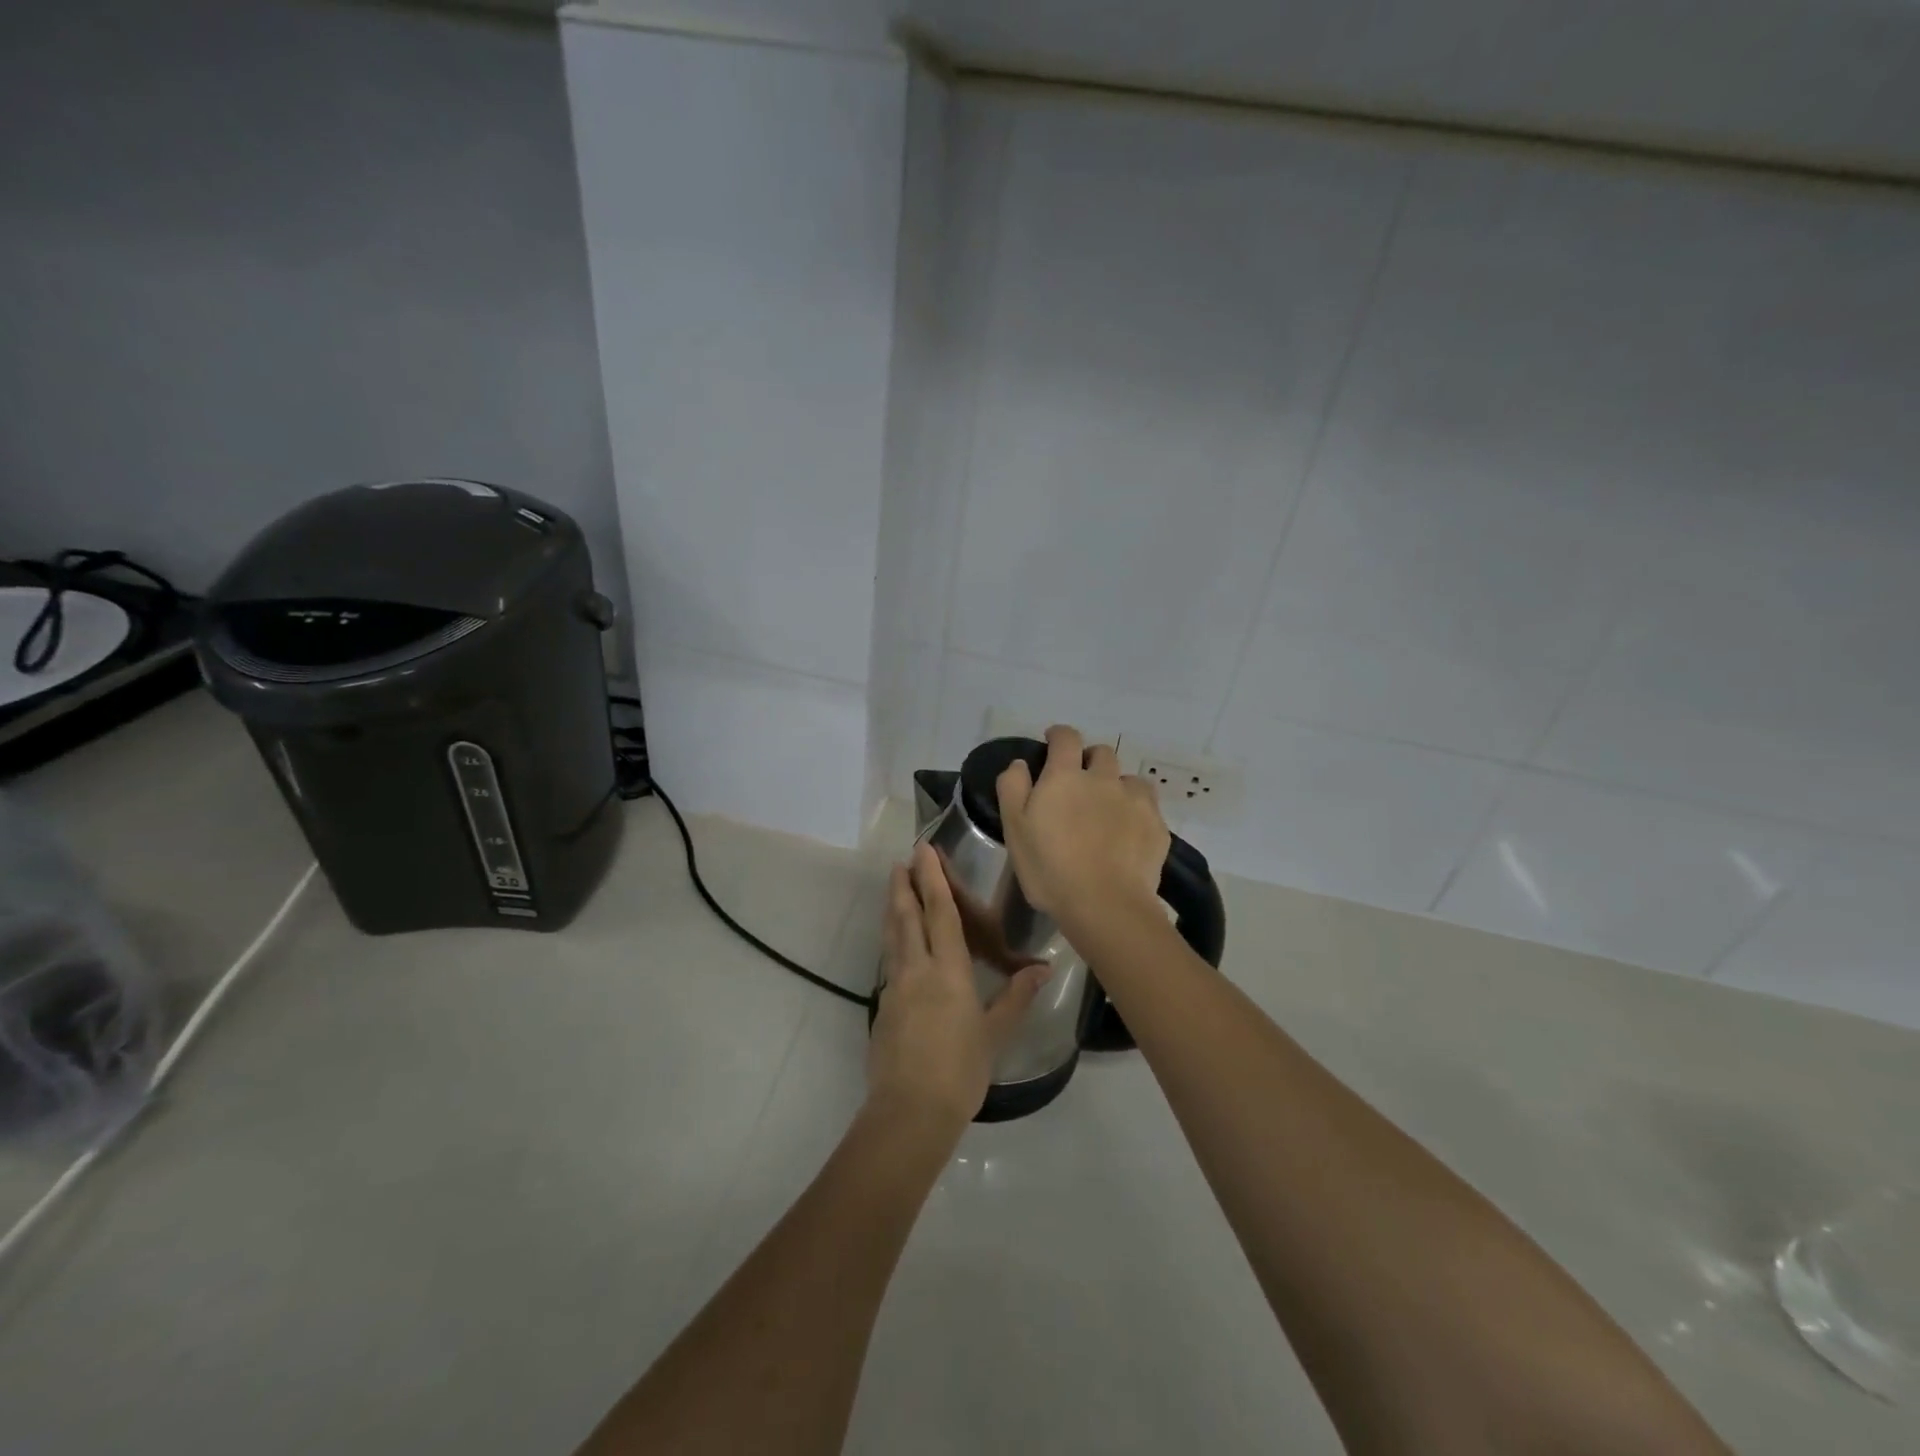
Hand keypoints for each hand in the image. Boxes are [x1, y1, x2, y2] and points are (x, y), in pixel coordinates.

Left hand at [869, 844, 1049, 1127]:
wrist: (909, 1111)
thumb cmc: (960, 1071)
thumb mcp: (995, 1034)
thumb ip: (1016, 998)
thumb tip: (1044, 969)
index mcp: (948, 972)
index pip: (940, 914)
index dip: (933, 880)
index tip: (923, 852)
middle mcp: (917, 970)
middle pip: (908, 917)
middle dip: (905, 885)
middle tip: (901, 859)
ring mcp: (895, 987)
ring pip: (893, 936)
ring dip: (893, 907)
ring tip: (893, 886)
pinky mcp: (883, 1007)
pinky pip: (889, 960)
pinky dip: (892, 939)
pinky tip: (895, 941)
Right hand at [996, 724, 1169, 932]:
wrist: (1105, 905)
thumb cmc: (1050, 868)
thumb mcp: (1014, 829)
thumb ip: (1013, 788)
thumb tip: (1021, 764)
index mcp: (1066, 776)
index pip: (1066, 738)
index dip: (1058, 735)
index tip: (1052, 742)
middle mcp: (1104, 779)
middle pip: (1102, 752)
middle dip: (1090, 759)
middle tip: (1080, 782)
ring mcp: (1135, 801)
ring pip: (1129, 779)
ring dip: (1117, 786)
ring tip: (1109, 810)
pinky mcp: (1156, 826)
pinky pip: (1148, 807)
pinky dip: (1136, 812)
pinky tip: (1128, 835)